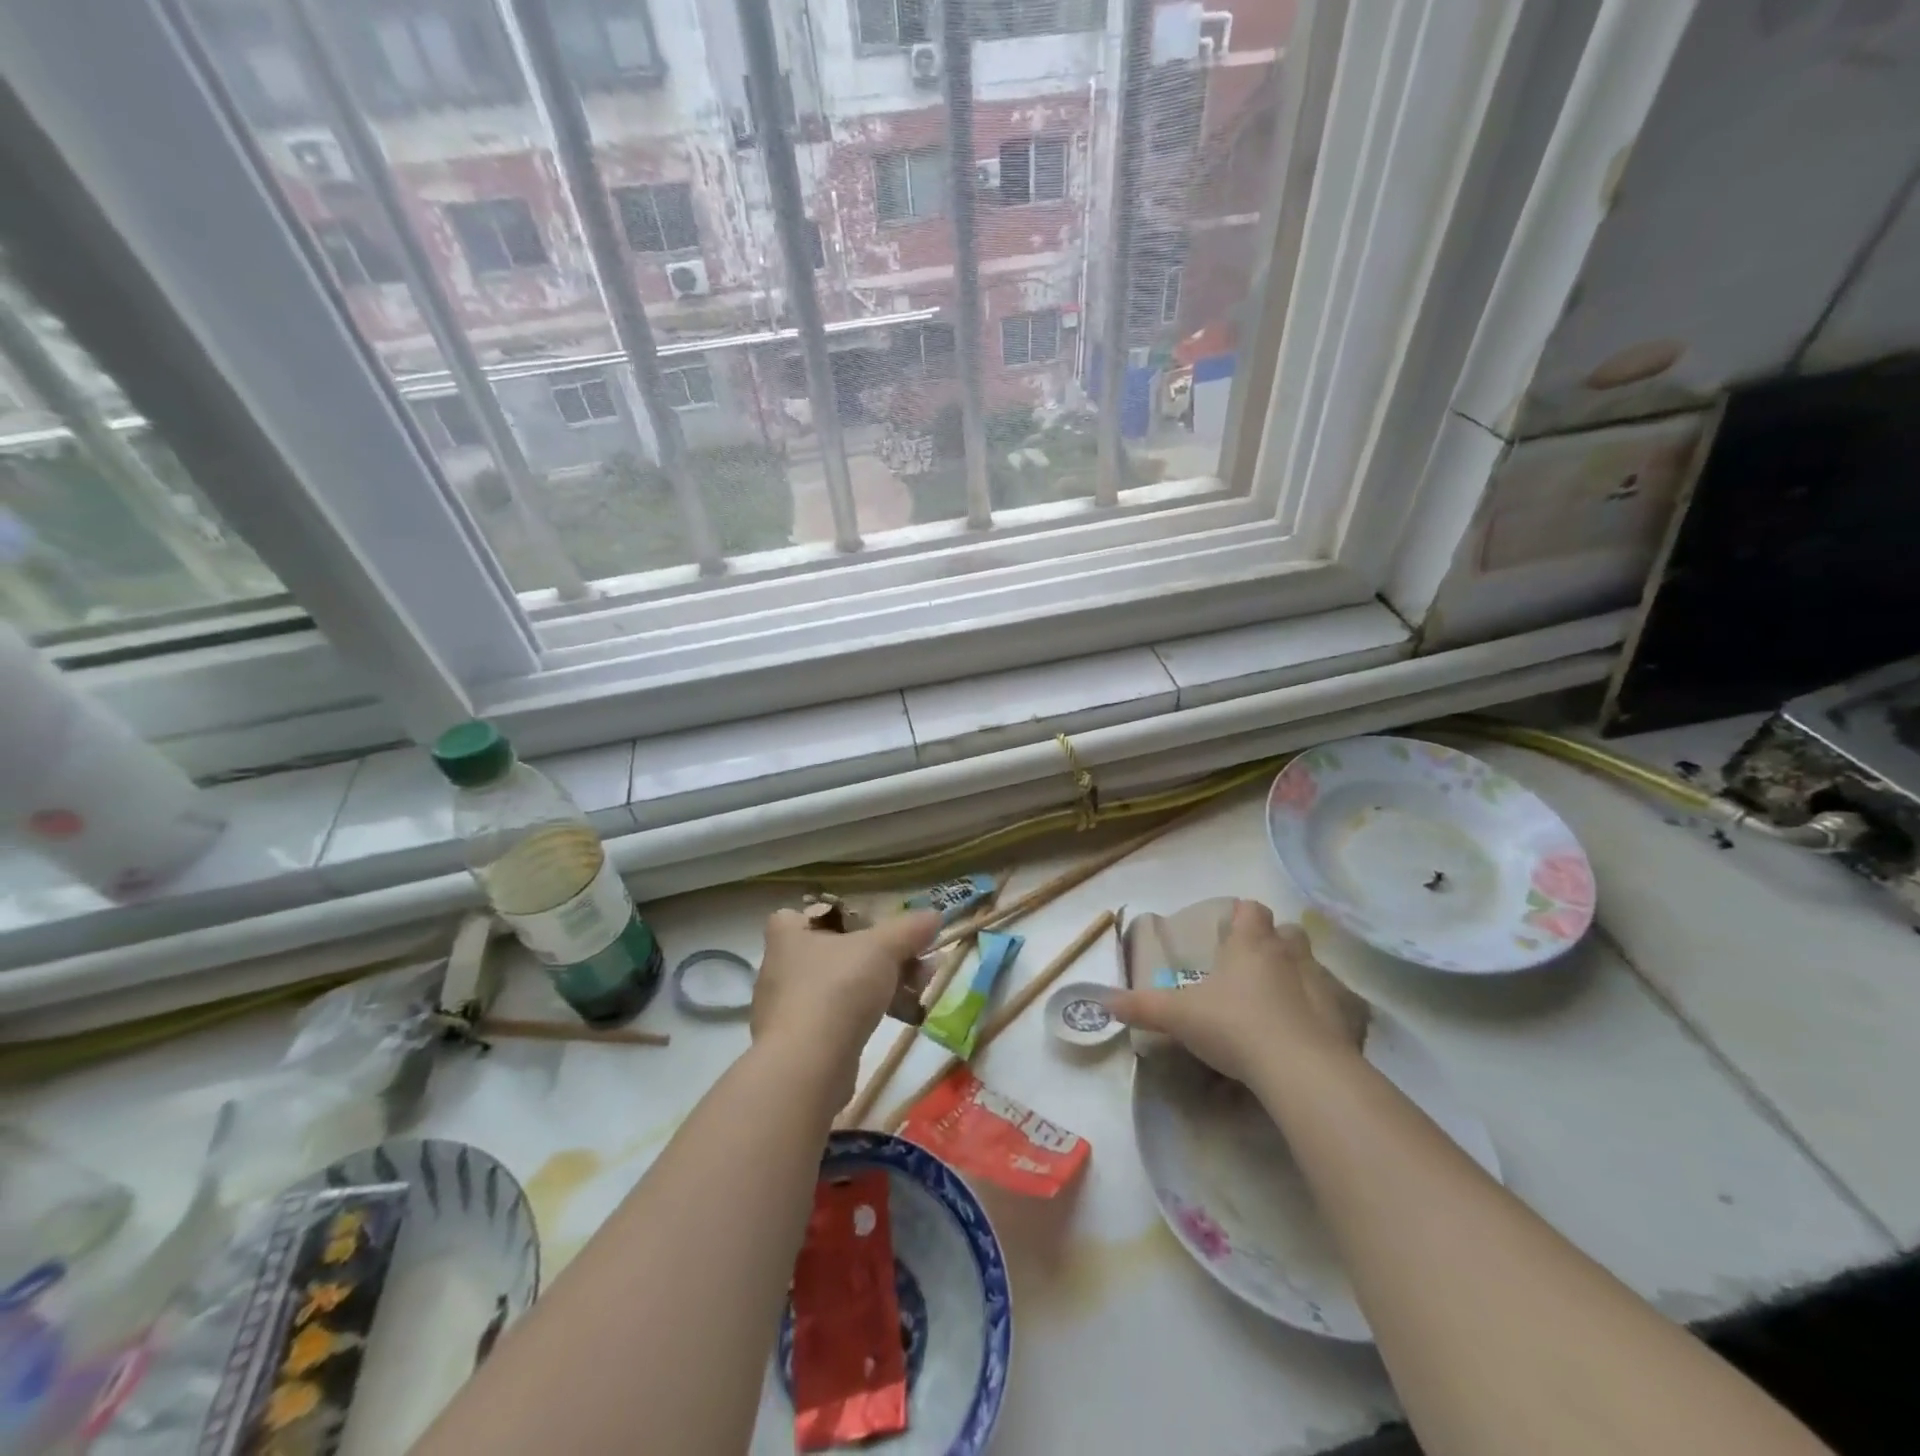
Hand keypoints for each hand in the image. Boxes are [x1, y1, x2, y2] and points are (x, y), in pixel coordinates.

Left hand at [752, 908, 940, 1096]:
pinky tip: (902, 1018)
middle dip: (876, 954)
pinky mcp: (801, 1044)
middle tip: (912, 960)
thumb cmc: (837, 988)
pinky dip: (868, 1015)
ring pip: (840, 986)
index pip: (798, 915)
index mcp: (787, 936)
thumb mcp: (882, 948)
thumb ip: (909, 928)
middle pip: (833, 950)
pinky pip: (838, 1018)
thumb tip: (935, 915)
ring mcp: (788, 1009)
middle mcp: (781, 969)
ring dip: (879, 985)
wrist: (809, 1066)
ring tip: (918, 990)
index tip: (864, 924)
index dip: (830, 916)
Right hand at [1107, 900, 1368, 1083]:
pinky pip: (1338, 1009)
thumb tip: (1103, 1001)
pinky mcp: (1348, 1020)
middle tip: (1254, 967)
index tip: (1230, 930)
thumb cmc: (1234, 1025)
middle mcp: (1290, 955)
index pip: (1251, 910)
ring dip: (1300, 978)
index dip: (1242, 916)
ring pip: (1314, 967)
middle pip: (1289, 933)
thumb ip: (1142, 1007)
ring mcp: (1324, 986)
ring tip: (1279, 1004)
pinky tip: (1308, 1038)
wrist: (1300, 1069)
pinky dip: (1325, 1017)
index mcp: (1251, 945)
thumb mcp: (1178, 1016)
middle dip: (1275, 943)